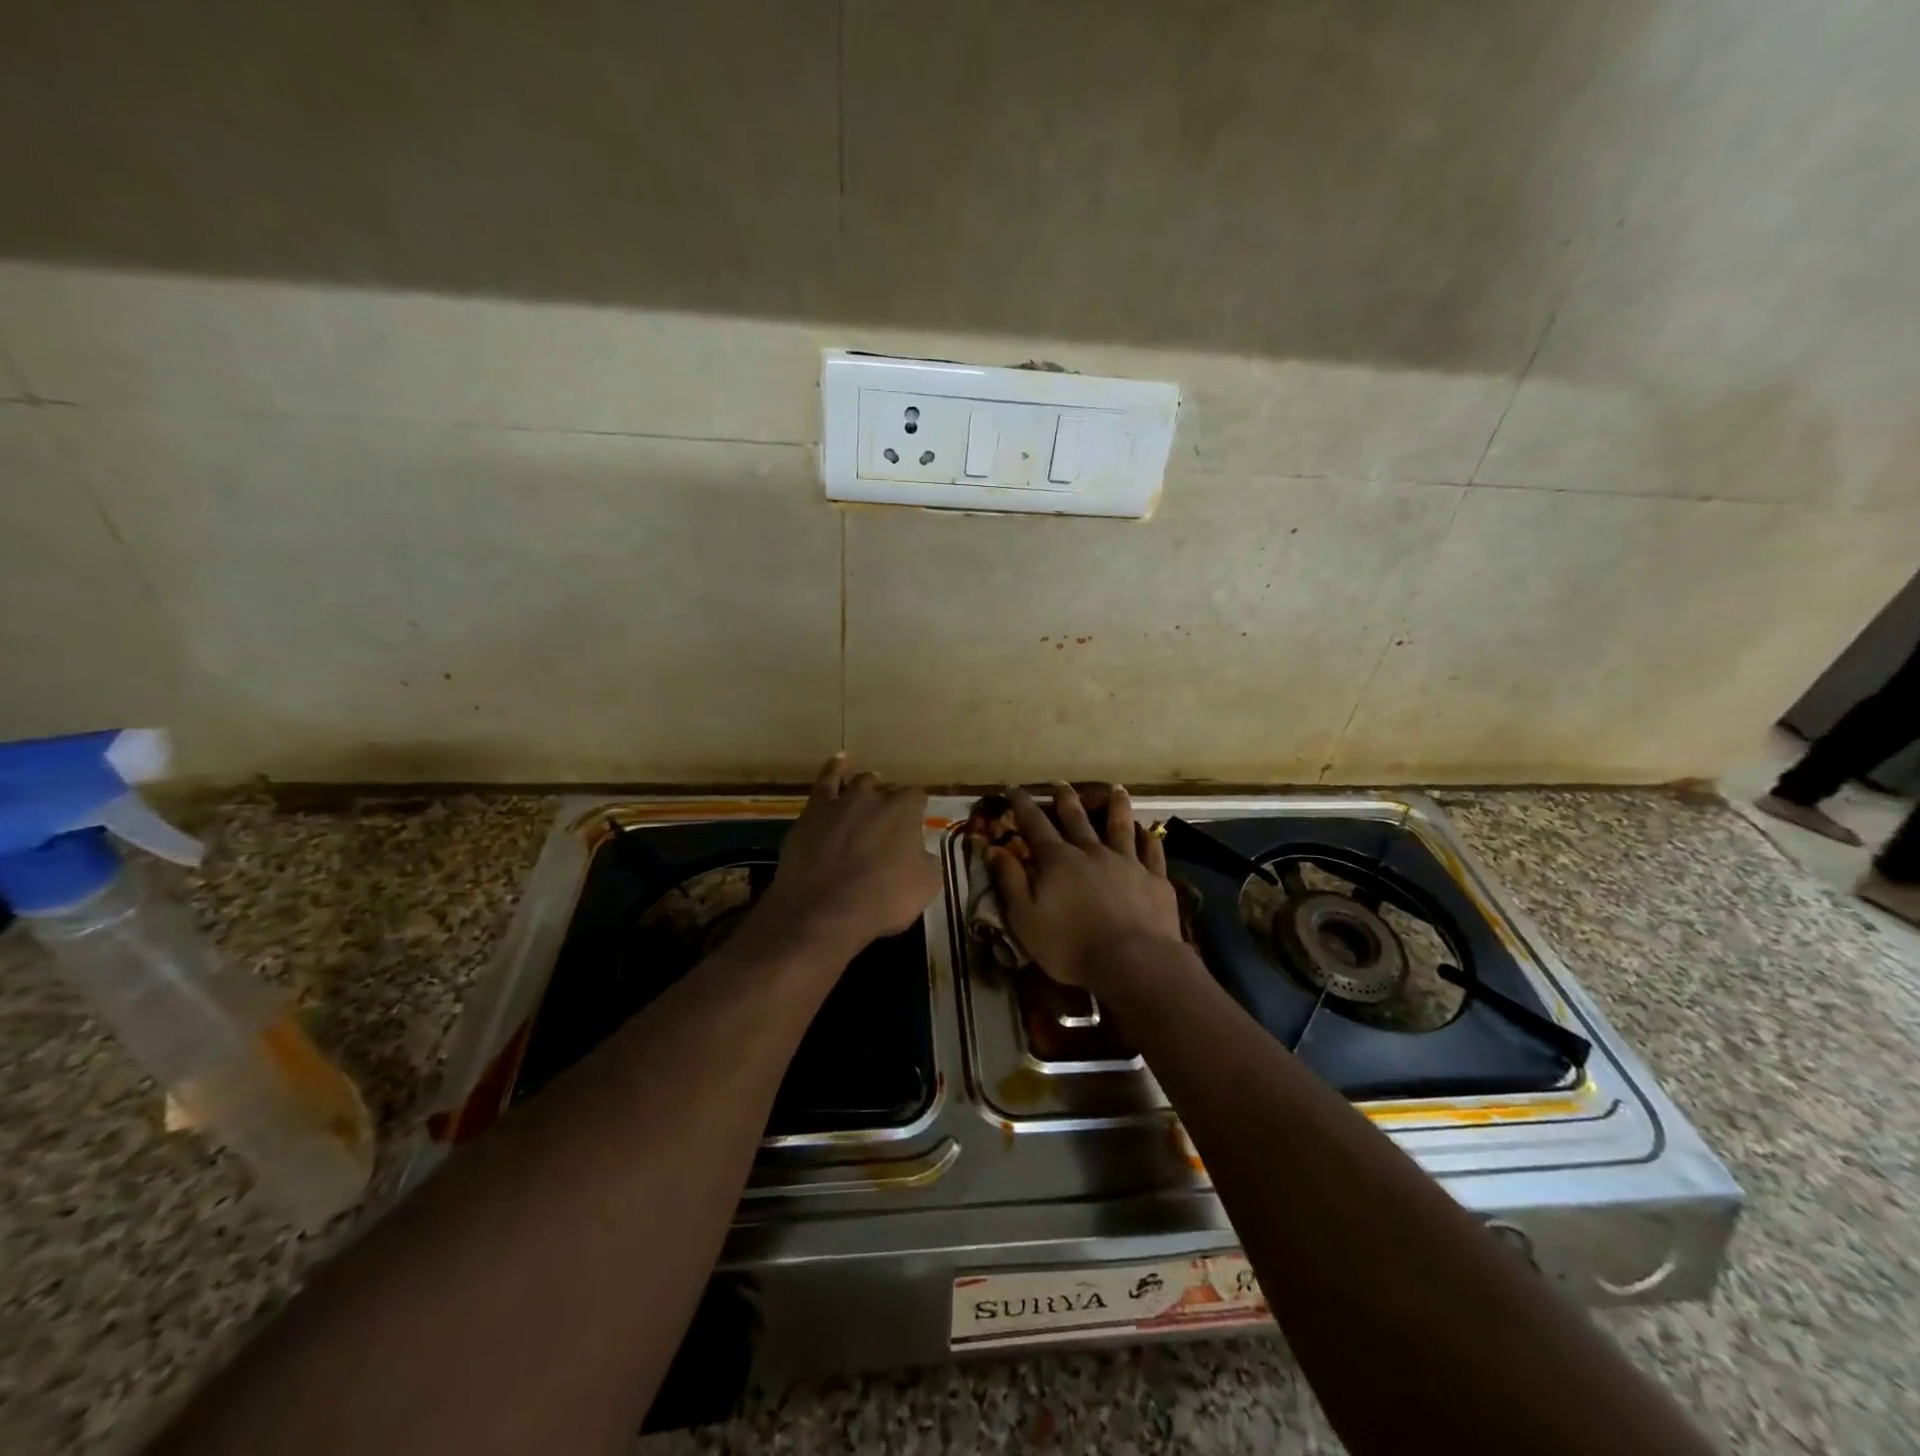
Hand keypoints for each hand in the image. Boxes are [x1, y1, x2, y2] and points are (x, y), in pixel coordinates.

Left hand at [749, 753, 940, 961]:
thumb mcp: (926, 885)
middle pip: (889, 790)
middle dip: (891, 804)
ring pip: (861, 783)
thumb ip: (927, 860)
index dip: (917, 813)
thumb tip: (920, 852)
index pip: (918, 798)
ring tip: (869, 797)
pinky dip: (835, 769)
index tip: (915, 829)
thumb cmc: (882, 899)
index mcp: (906, 810)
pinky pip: (826, 780)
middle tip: (889, 828)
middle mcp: (876, 796)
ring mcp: (842, 800)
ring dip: (868, 789)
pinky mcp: (814, 810)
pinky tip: (840, 761)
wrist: (823, 910)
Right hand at [986, 784, 1183, 989]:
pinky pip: (1152, 852)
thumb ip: (1010, 881)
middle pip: (1077, 819)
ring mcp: (1127, 863)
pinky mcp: (1154, 880)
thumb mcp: (1025, 918)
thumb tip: (993, 848)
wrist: (1133, 961)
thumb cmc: (1071, 945)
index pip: (1034, 824)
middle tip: (1061, 783)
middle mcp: (1092, 852)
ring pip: (1120, 827)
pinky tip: (1150, 831)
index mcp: (1058, 861)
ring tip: (1117, 789)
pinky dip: (1150, 839)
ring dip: (1116, 807)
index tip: (1014, 789)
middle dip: (1066, 799)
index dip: (1022, 805)